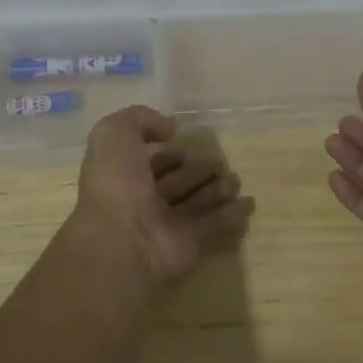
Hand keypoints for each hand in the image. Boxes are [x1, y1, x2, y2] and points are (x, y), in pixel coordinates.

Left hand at [73, 106, 254, 284]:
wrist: (123, 240)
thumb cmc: (116, 183)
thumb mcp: (114, 133)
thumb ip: (139, 119)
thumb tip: (168, 128)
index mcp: (122, 175)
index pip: (146, 161)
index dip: (163, 151)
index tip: (181, 141)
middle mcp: (143, 200)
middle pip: (175, 182)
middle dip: (195, 171)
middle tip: (218, 162)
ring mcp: (166, 224)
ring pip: (195, 202)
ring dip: (215, 190)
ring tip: (235, 178)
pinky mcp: (189, 243)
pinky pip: (213, 224)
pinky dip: (230, 214)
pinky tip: (248, 202)